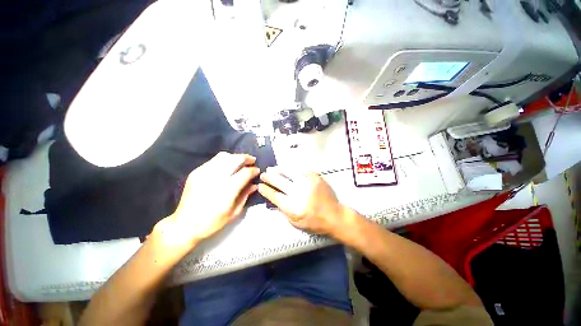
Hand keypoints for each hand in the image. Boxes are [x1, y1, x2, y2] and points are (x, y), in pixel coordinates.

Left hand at [154, 152, 258, 249]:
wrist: (184, 224)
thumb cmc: (212, 222)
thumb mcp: (234, 212)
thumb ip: (246, 195)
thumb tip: (255, 184)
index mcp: (227, 190)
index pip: (245, 173)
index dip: (253, 170)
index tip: (257, 171)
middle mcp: (216, 178)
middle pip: (235, 159)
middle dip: (246, 158)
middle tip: (252, 161)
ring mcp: (204, 173)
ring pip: (224, 156)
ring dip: (235, 157)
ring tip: (241, 162)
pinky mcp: (196, 172)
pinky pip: (214, 160)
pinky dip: (224, 160)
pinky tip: (227, 166)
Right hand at [258, 168, 348, 237]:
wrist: (334, 215)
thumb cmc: (314, 222)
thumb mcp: (295, 222)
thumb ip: (283, 210)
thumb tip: (272, 199)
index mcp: (294, 207)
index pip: (275, 196)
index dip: (266, 190)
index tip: (260, 186)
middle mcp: (300, 193)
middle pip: (280, 182)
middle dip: (269, 177)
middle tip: (263, 175)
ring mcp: (308, 183)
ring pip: (289, 173)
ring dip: (279, 170)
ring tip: (272, 169)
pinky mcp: (315, 177)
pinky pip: (300, 171)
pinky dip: (292, 170)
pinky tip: (287, 169)